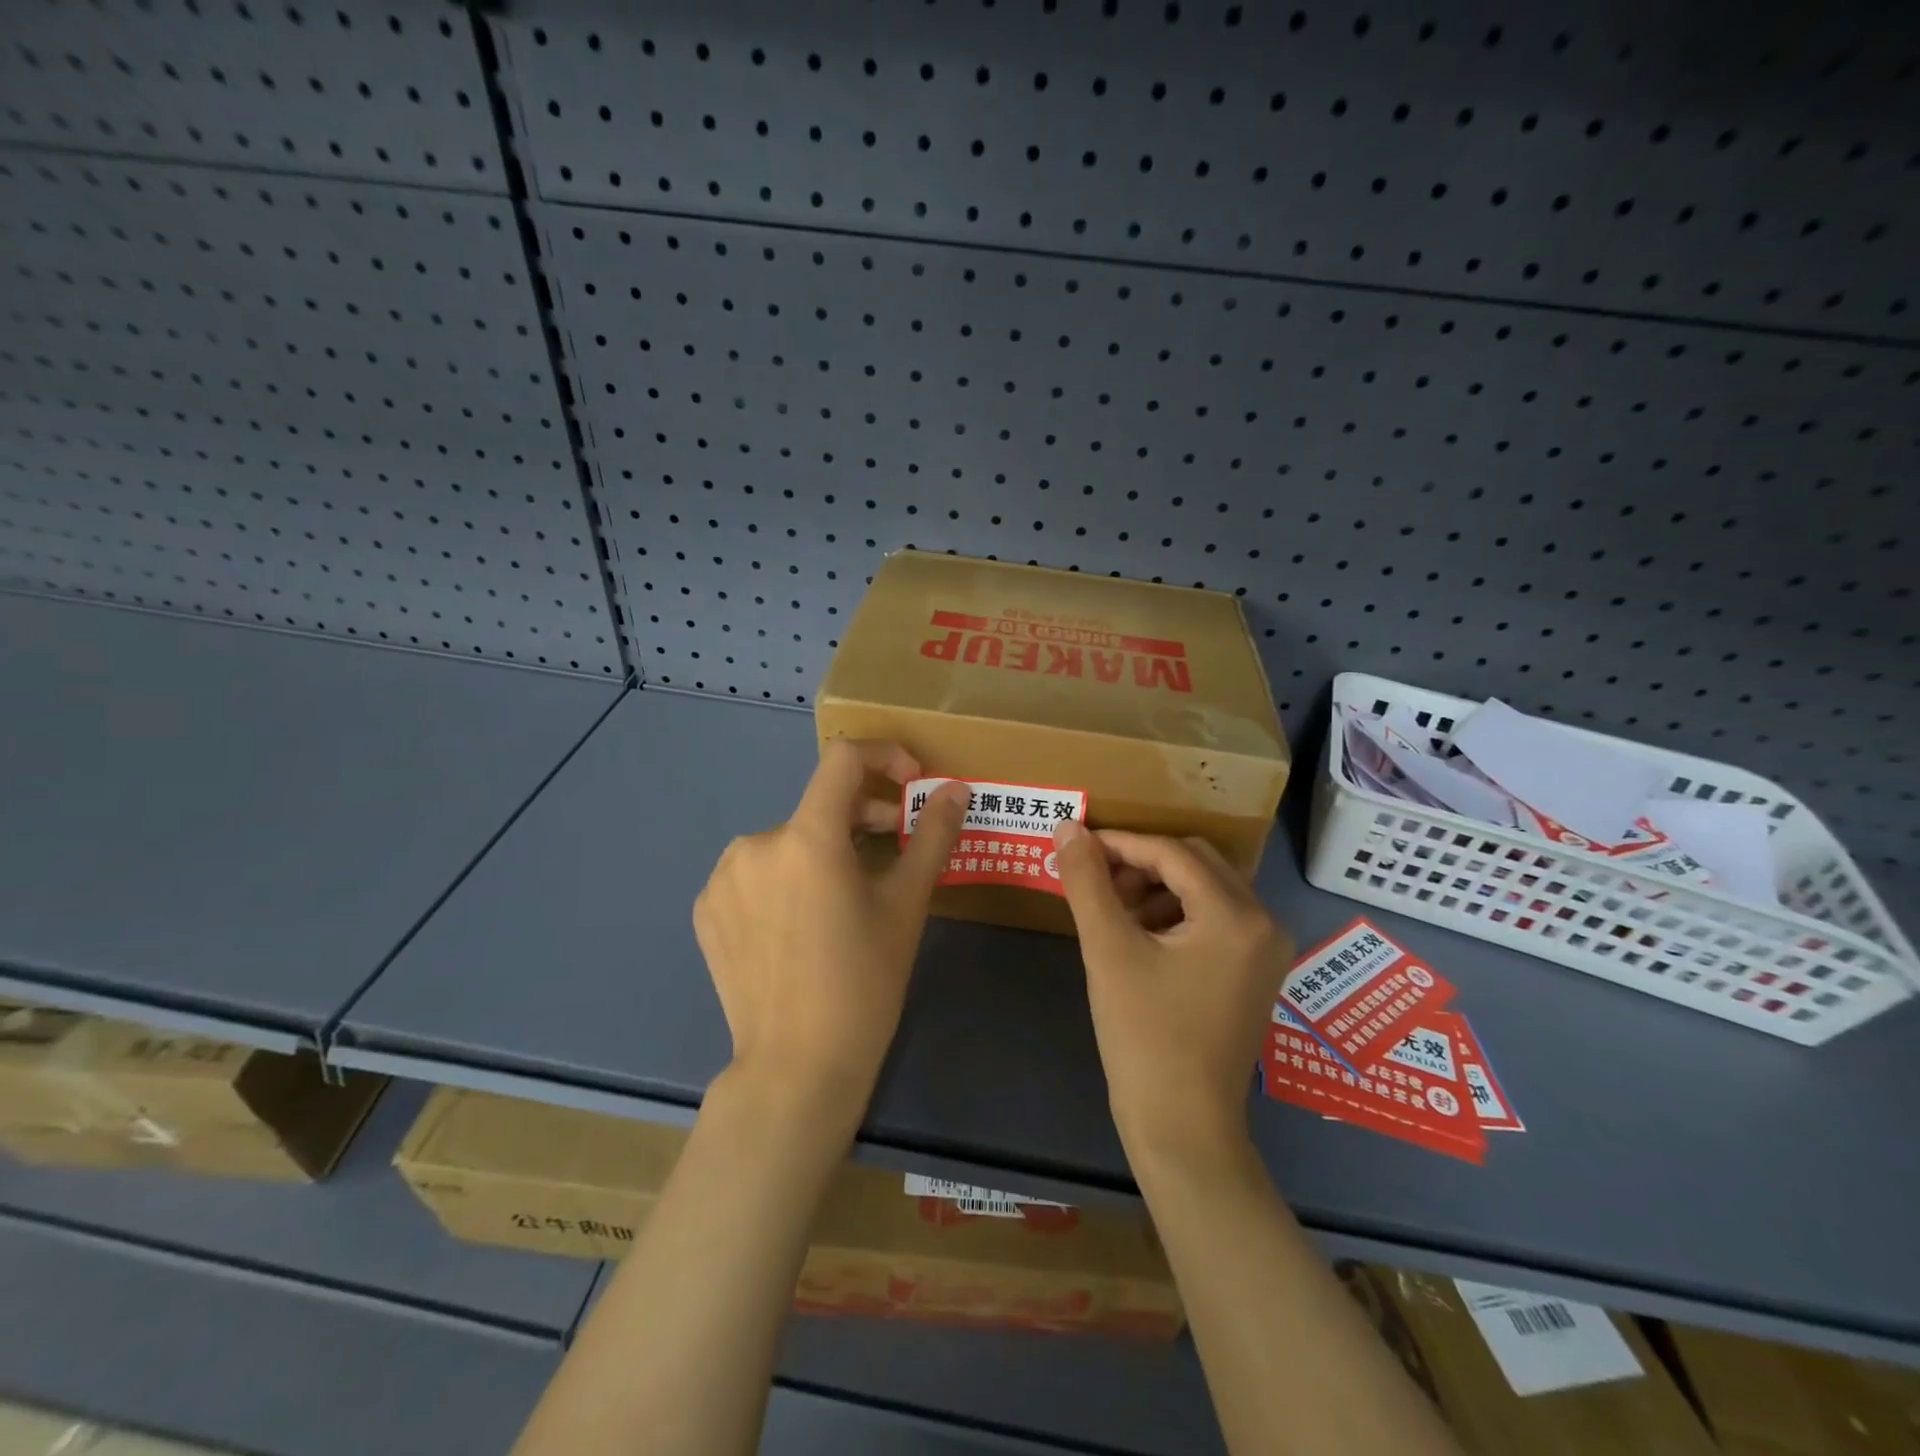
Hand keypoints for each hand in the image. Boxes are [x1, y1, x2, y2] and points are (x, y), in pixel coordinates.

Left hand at [692, 740, 968, 1127]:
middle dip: (863, 815)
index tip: (911, 783)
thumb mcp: (906, 904)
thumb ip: (932, 835)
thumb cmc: (863, 982)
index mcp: (807, 837)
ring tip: (848, 894)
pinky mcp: (707, 909)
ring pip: (788, 841)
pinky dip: (787, 879)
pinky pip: (756, 873)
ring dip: (824, 849)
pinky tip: (803, 923)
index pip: (843, 759)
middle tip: (895, 846)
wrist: (796, 1067)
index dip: (884, 755)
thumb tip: (956, 790)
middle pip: (819, 806)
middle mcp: (755, 843)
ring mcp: (723, 878)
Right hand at [1052, 821, 1292, 1160]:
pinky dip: (1175, 913)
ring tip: (1112, 913)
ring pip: (1204, 888)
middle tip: (1096, 882)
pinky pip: (1214, 918)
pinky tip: (1140, 938)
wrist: (1183, 1129)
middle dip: (1141, 864)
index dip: (1120, 844)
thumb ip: (1087, 882)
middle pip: (1195, 863)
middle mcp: (1263, 922)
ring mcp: (1265, 950)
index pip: (1171, 853)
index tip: (1076, 847)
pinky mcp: (1255, 972)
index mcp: (1237, 914)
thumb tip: (1068, 827)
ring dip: (1157, 887)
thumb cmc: (1145, 1037)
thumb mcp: (1109, 951)